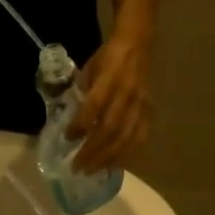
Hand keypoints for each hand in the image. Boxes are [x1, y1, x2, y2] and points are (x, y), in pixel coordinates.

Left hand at [68, 33, 151, 170]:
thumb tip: (67, 120)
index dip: (80, 124)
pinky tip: (114, 164)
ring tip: (92, 170)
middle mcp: (126, 93)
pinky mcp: (148, 111)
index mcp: (109, 77)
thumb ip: (80, 93)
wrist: (137, 44)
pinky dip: (126, 153)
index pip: (94, 105)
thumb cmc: (107, 57)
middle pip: (109, 128)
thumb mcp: (88, 69)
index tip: (66, 138)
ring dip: (107, 157)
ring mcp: (140, 104)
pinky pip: (139, 137)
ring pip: (125, 137)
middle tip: (77, 167)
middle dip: (92, 150)